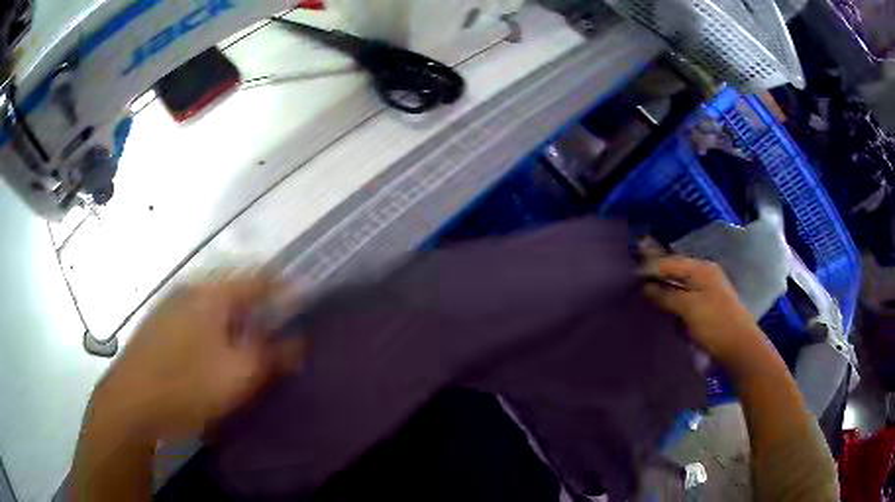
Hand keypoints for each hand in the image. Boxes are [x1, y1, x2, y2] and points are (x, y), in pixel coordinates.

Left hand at [87, 277, 306, 442]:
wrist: (132, 402)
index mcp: (212, 294)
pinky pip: (198, 318)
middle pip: (237, 290)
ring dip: (238, 321)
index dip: (286, 289)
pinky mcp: (160, 324)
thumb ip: (273, 354)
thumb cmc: (187, 386)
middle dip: (261, 309)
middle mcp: (191, 290)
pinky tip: (215, 356)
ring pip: (216, 305)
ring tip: (249, 349)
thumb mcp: (239, 375)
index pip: (259, 278)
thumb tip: (300, 340)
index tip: (305, 308)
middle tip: (278, 337)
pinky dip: (216, 330)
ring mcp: (172, 306)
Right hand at [641, 251, 763, 366]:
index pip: (670, 262)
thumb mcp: (689, 308)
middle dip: (656, 278)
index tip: (630, 277)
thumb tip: (645, 287)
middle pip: (675, 271)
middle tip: (634, 286)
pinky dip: (672, 301)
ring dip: (664, 291)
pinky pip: (685, 298)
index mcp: (702, 269)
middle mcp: (705, 275)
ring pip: (679, 286)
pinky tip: (662, 308)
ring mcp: (707, 291)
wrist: (739, 347)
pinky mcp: (707, 307)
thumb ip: (666, 295)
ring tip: (643, 297)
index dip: (650, 268)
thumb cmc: (715, 323)